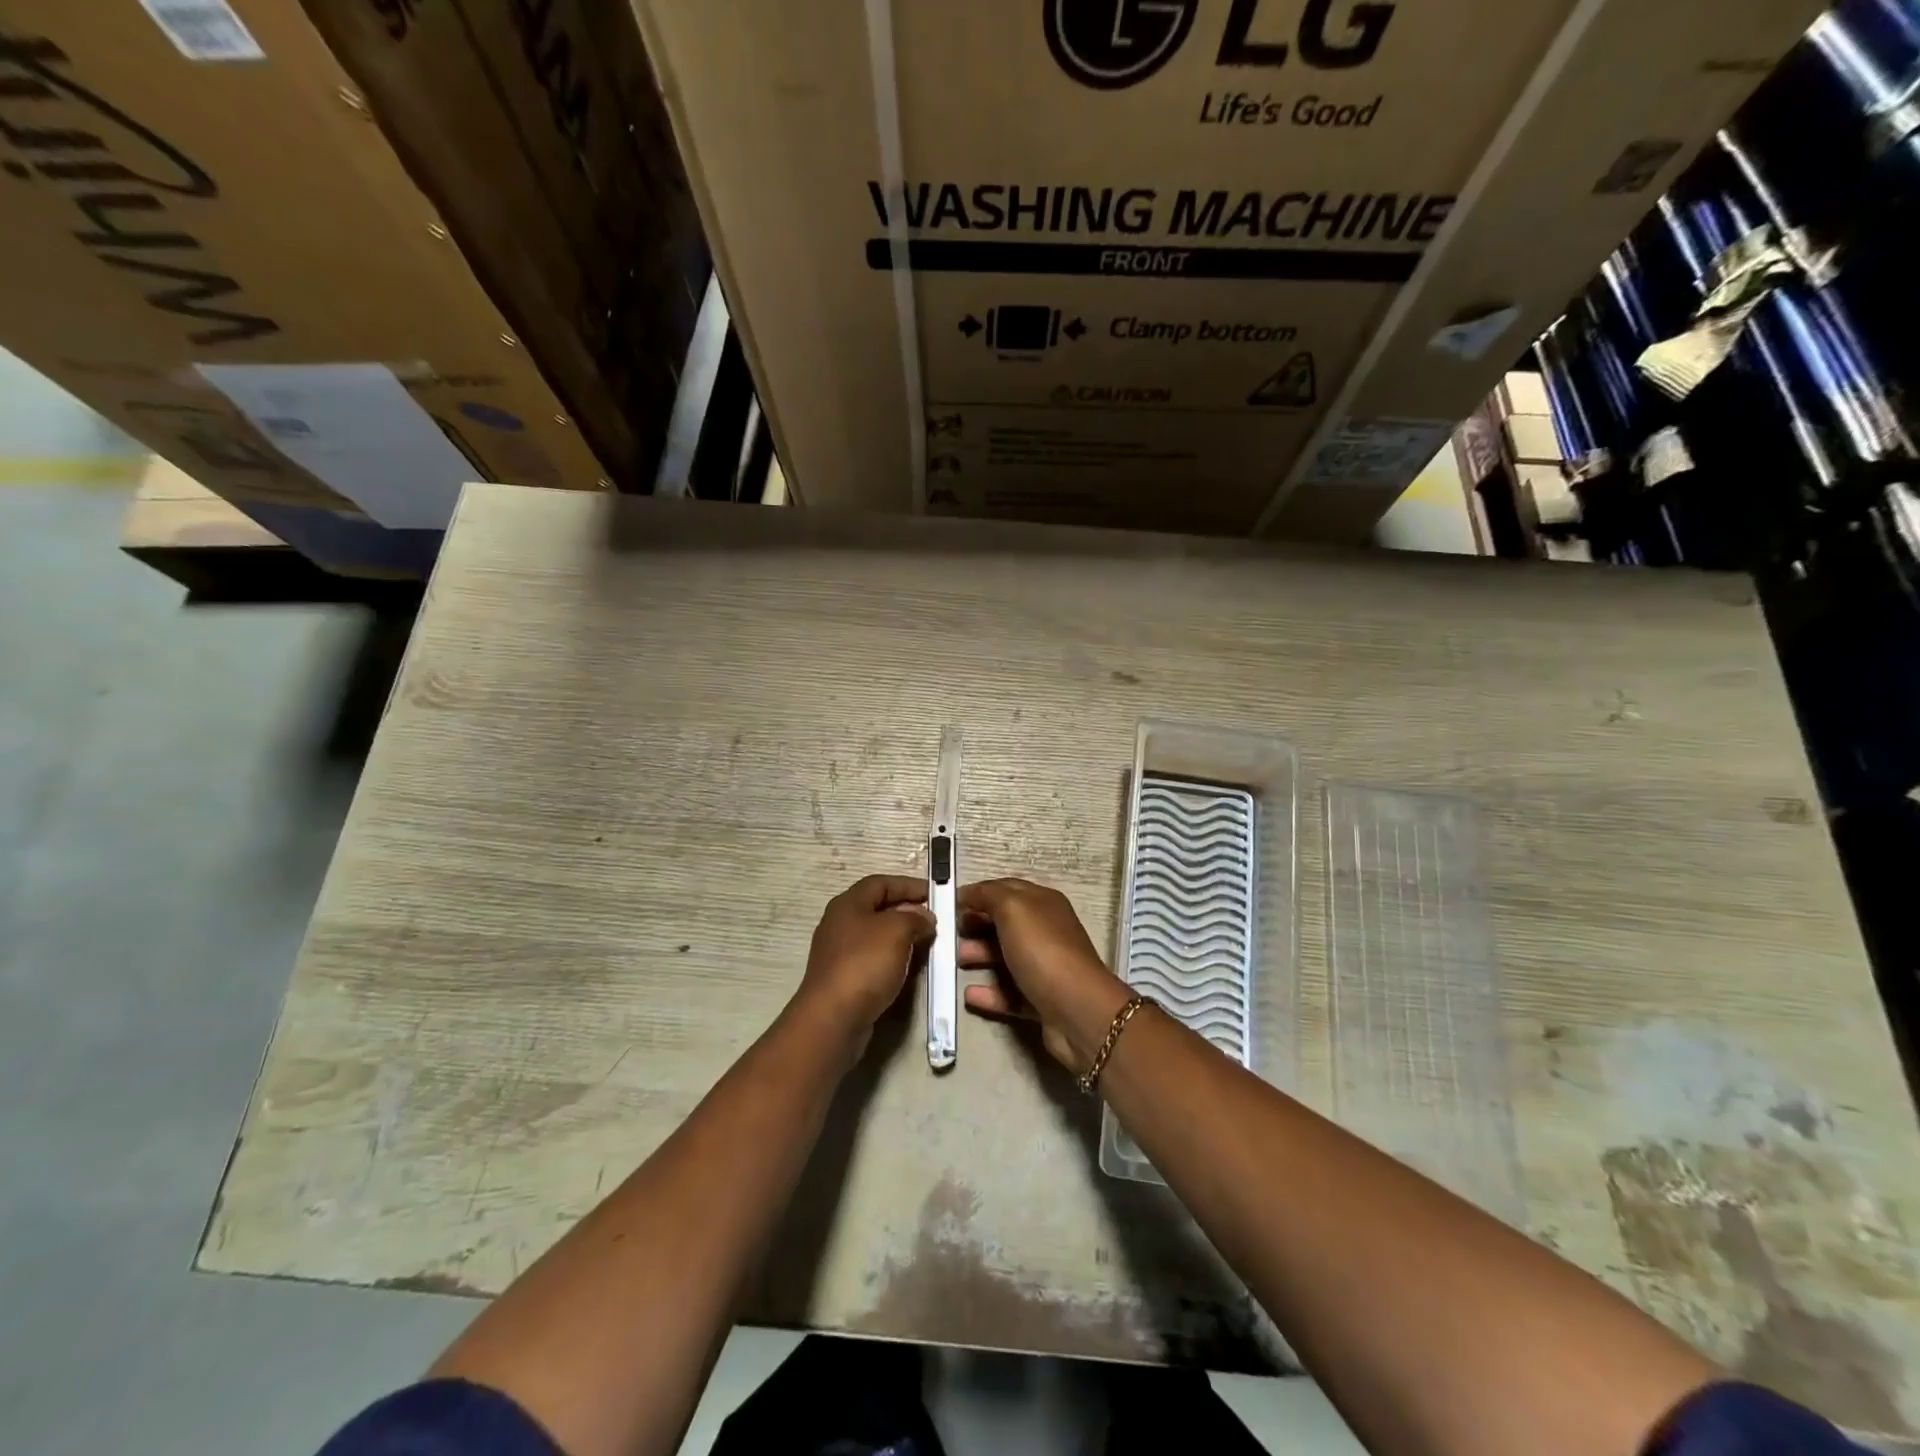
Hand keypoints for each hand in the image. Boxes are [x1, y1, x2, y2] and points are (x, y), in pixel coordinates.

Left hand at [796, 874, 934, 1057]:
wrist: (833, 1018)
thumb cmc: (864, 964)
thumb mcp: (896, 930)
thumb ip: (915, 917)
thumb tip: (924, 918)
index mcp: (848, 904)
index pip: (881, 882)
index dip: (909, 885)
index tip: (935, 893)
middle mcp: (841, 924)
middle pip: (879, 909)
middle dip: (909, 912)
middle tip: (936, 921)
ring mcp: (841, 953)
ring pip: (879, 936)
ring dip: (904, 937)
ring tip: (930, 944)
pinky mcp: (845, 978)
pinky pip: (875, 960)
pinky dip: (895, 959)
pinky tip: (912, 968)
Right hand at [958, 878, 1130, 1071]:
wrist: (1077, 1011)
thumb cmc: (1043, 950)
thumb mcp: (1013, 908)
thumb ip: (988, 895)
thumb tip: (968, 894)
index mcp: (1043, 903)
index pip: (1006, 889)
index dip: (979, 894)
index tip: (950, 904)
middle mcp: (1046, 931)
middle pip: (1004, 924)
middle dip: (976, 925)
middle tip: (950, 934)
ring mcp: (1044, 967)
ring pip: (1005, 957)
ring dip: (979, 956)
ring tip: (955, 962)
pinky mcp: (1040, 1000)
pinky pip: (1009, 993)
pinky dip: (989, 993)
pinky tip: (969, 994)